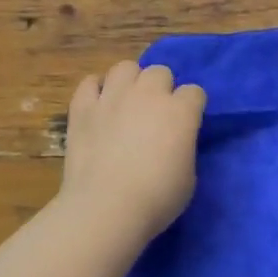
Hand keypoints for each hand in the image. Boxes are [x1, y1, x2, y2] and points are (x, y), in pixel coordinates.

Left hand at [58, 61, 206, 245]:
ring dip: (130, 81)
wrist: (105, 209)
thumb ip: (183, 147)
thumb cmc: (156, 199)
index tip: (186, 124)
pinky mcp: (82, 108)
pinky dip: (95, 90)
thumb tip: (174, 142)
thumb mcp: (189, 176)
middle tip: (155, 113)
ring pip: (125, 67)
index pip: (194, 92)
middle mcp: (148, 94)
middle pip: (160, 72)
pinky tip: (98, 105)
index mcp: (180, 111)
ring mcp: (112, 97)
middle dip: (161, 88)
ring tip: (127, 102)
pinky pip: (89, 83)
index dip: (191, 107)